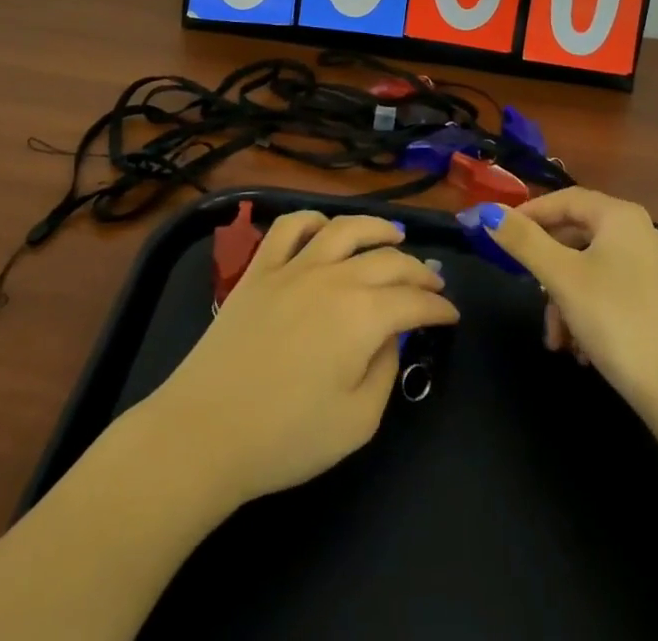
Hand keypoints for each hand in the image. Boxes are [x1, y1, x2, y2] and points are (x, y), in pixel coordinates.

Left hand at [141, 212, 457, 510]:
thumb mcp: (357, 423)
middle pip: (388, 259)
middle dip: (418, 270)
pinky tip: (325, 228)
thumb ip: (385, 372)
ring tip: (394, 235)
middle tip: (433, 282)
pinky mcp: (260, 269)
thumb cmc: (286, 437)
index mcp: (363, 314)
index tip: (452, 314)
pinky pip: (291, 227)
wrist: (205, 431)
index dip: (439, 307)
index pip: (414, 301)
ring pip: (344, 228)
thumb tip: (389, 339)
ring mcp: (294, 266)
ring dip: (376, 227)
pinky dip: (314, 220)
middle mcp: (334, 277)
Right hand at [485, 189, 657, 424]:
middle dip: (547, 269)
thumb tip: (487, 211)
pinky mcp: (655, 299)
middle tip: (527, 291)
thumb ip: (522, 241)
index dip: (529, 214)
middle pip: (575, 235)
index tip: (499, 235)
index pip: (564, 199)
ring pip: (588, 268)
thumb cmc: (616, 320)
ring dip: (563, 299)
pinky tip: (580, 349)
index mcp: (620, 216)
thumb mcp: (561, 278)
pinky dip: (586, 312)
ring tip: (556, 339)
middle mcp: (638, 232)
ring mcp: (650, 267)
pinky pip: (607, 290)